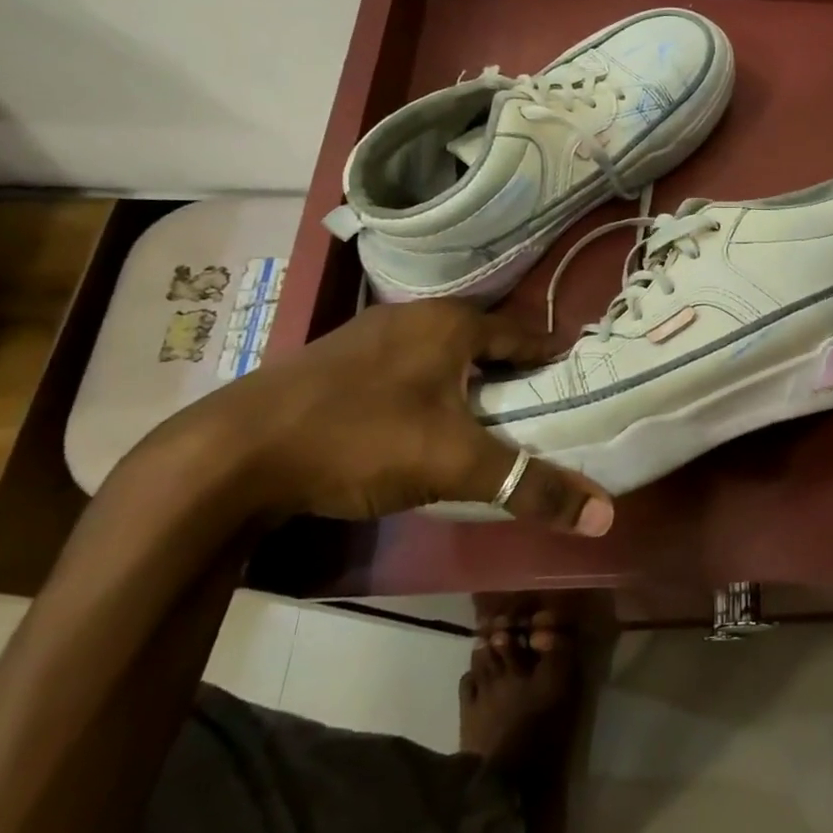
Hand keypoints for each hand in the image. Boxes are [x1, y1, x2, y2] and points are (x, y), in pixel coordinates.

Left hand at [140, 299, 614, 533]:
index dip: (555, 362)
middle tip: (540, 412)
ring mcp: (369, 335)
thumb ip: (531, 487)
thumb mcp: (455, 465)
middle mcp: (414, 316)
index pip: (526, 336)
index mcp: (452, 323)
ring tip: (489, 420)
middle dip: (514, 374)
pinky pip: (405, 367)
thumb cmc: (359, 439)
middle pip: (485, 343)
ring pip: (442, 355)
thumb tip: (605, 516)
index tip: (579, 387)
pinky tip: (422, 422)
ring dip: (469, 381)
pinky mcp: (334, 361)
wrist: (227, 455)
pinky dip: (429, 388)